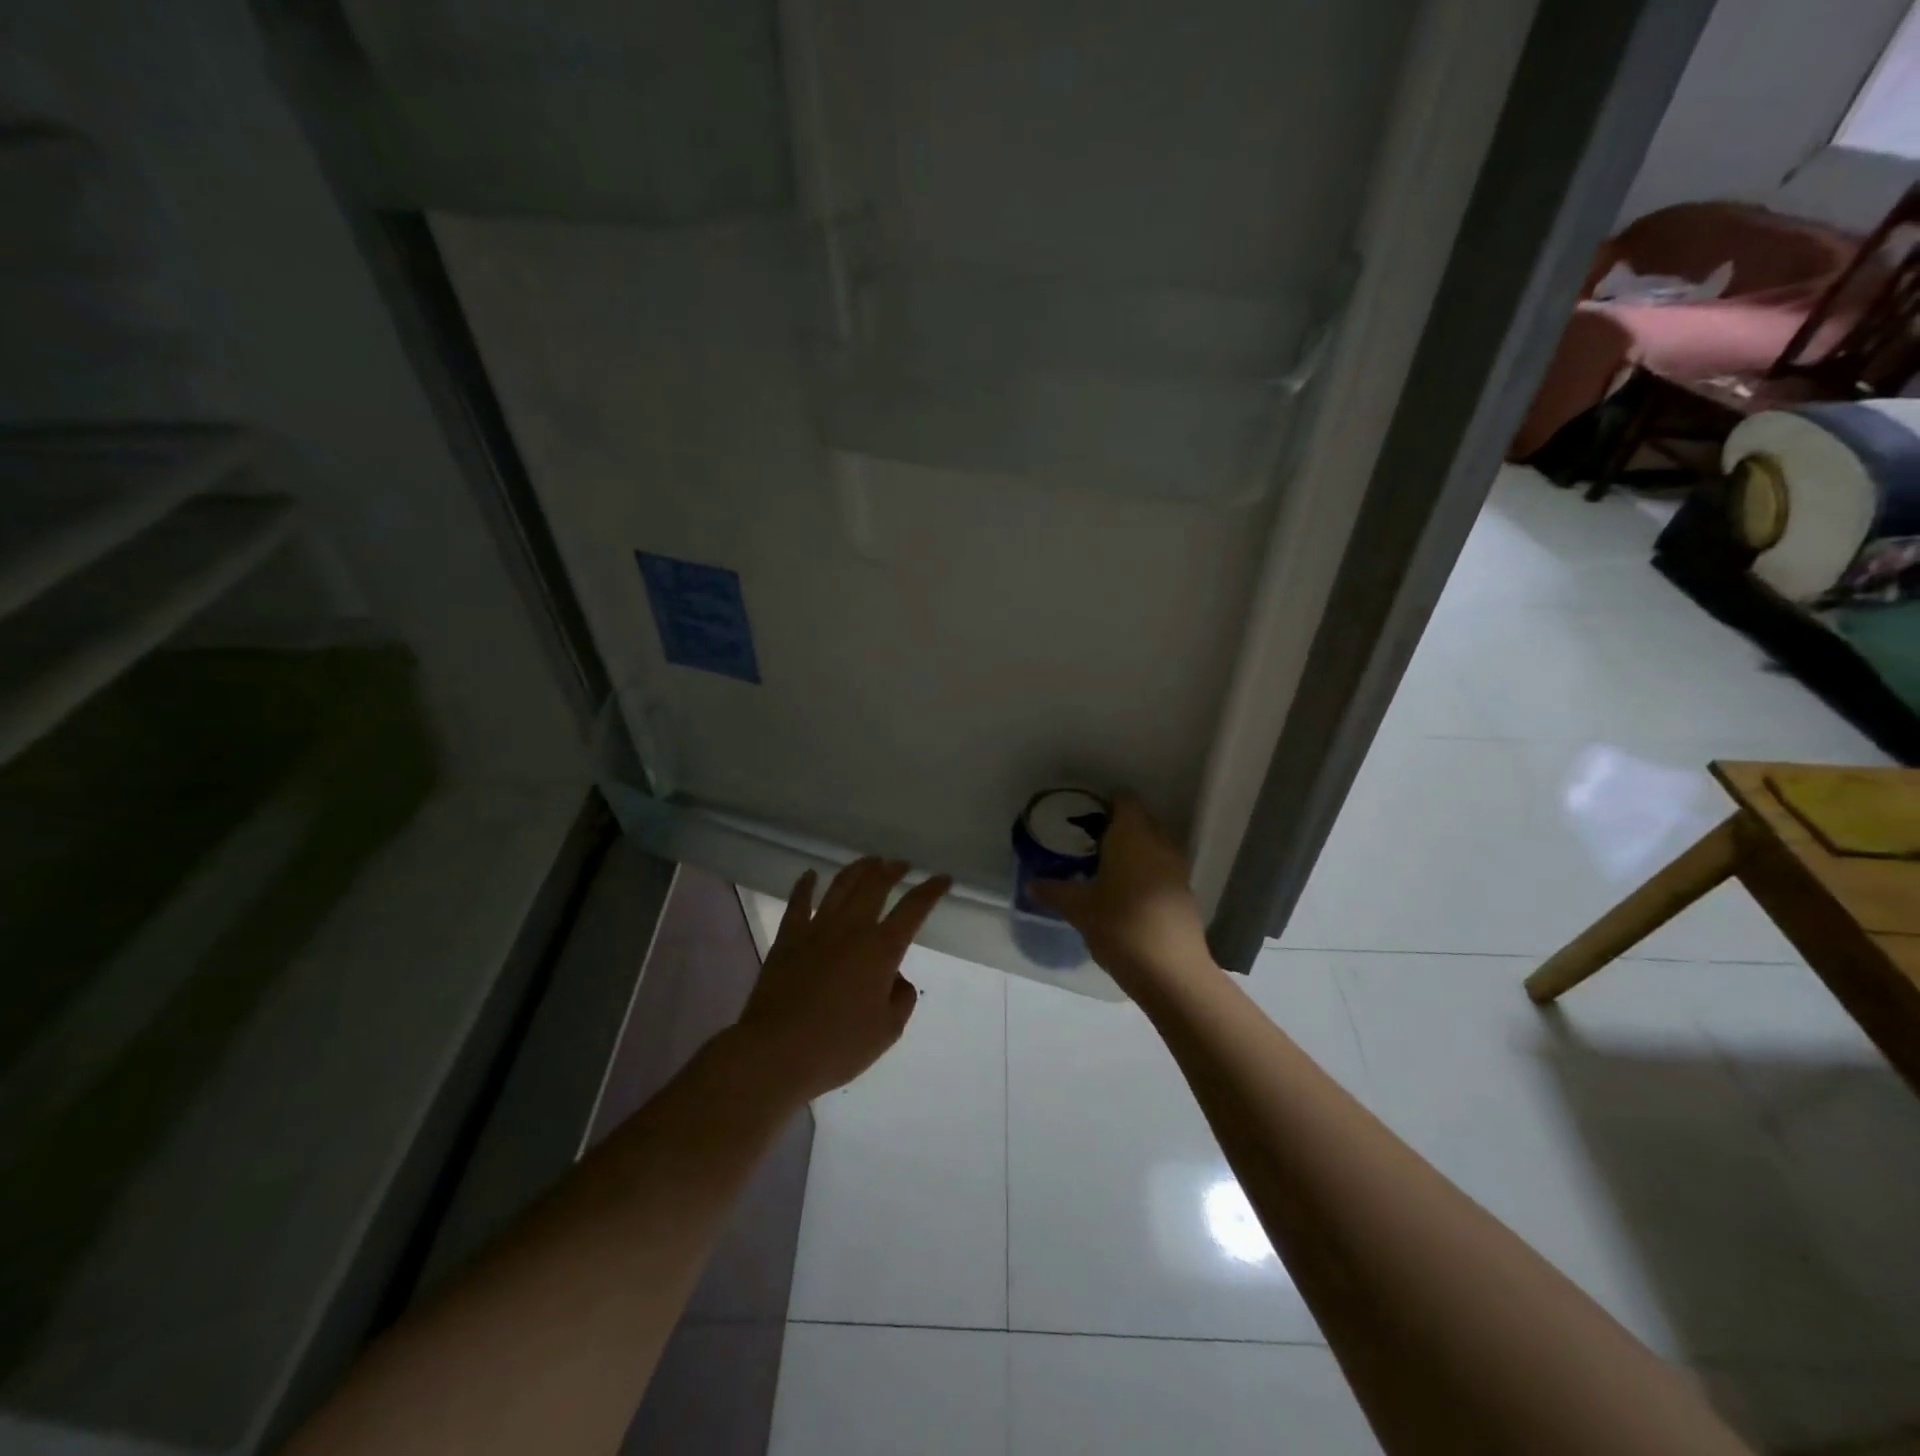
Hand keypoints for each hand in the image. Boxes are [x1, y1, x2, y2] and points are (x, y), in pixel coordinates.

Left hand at [735, 858, 950, 1103]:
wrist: (776, 1052)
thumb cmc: (838, 1045)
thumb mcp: (887, 1031)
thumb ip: (902, 998)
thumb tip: (896, 978)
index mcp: (882, 949)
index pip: (914, 908)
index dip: (931, 890)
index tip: (943, 878)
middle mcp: (852, 928)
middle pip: (876, 885)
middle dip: (893, 870)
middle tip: (902, 865)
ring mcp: (817, 928)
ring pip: (841, 885)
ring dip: (858, 869)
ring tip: (870, 861)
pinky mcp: (788, 937)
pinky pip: (798, 902)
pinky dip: (805, 885)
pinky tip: (810, 875)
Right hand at [1029, 797, 1212, 995]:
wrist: (1171, 972)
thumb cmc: (1120, 927)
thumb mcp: (1079, 909)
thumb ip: (1054, 891)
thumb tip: (1031, 884)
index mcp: (1132, 836)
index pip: (1123, 802)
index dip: (1103, 805)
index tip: (1081, 818)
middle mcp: (1158, 843)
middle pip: (1140, 820)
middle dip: (1116, 827)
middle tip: (1087, 843)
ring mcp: (1176, 868)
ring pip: (1152, 845)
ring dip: (1132, 850)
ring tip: (1103, 868)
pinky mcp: (1184, 892)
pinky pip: (1161, 868)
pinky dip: (1144, 871)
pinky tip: (1124, 893)